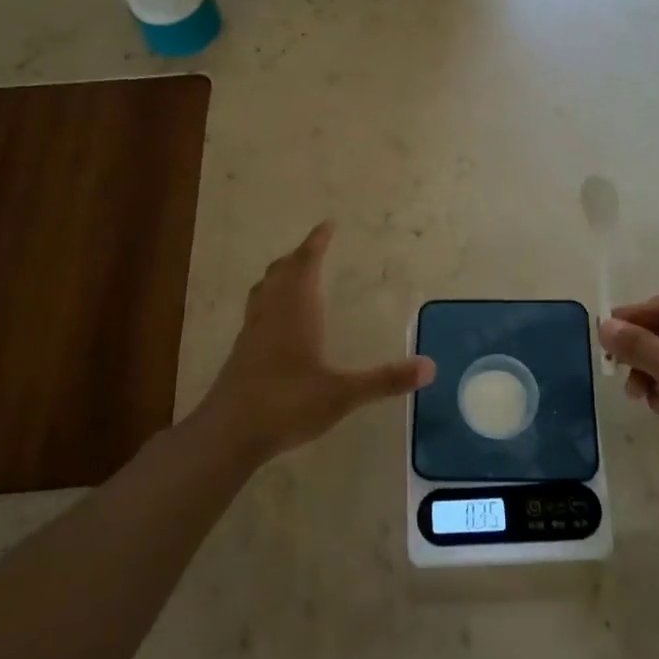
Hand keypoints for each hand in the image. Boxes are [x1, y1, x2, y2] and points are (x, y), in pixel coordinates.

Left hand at [193, 222, 430, 466]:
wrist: (228, 434)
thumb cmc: (286, 404)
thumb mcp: (342, 394)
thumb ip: (385, 380)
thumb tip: (430, 366)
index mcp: (295, 311)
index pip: (305, 264)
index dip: (316, 242)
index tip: (327, 224)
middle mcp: (271, 313)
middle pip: (281, 271)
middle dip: (299, 256)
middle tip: (314, 248)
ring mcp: (251, 333)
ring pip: (264, 290)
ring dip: (280, 276)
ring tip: (293, 275)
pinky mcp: (241, 353)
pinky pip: (256, 311)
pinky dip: (269, 301)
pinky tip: (276, 323)